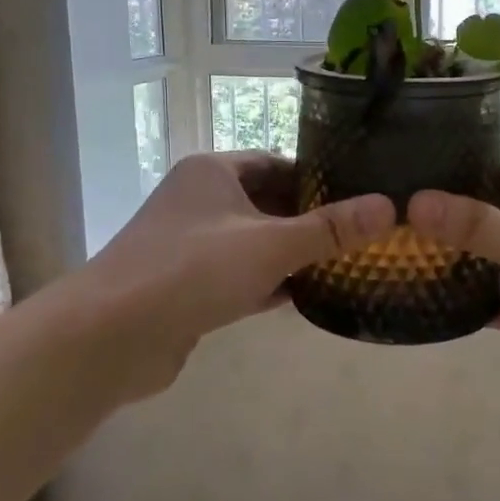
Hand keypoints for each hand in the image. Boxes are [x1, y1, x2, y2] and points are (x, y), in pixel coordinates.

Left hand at [79, 153, 394, 393]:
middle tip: (361, 233)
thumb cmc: (191, 270)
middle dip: (311, 219)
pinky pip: (241, 277)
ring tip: (346, 262)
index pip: (277, 163)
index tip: (360, 195)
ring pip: (255, 242)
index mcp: (213, 172)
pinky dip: (271, 283)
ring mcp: (191, 246)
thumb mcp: (270, 245)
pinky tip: (307, 295)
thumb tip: (389, 207)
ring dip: (293, 254)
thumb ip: (330, 229)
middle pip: (268, 203)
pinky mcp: (188, 287)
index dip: (318, 178)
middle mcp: (200, 201)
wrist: (110, 337)